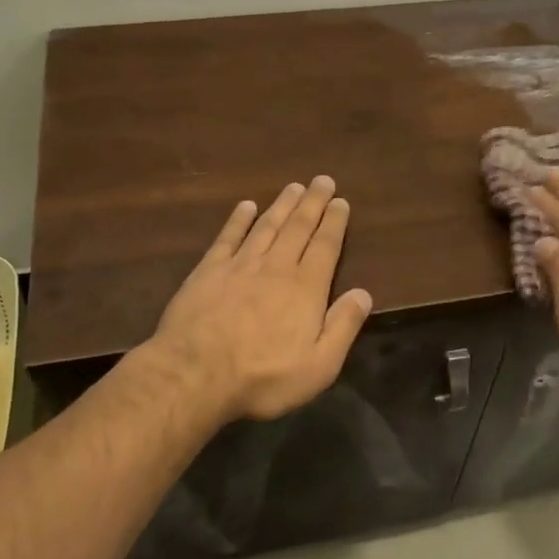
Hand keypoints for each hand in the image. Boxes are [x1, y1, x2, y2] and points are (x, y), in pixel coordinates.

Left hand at [151, 177, 373, 423]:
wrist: (195, 375)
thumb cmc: (263, 377)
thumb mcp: (318, 366)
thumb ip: (343, 327)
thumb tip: (364, 293)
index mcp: (305, 289)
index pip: (325, 246)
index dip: (334, 222)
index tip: (340, 201)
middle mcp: (276, 268)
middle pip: (298, 228)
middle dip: (312, 203)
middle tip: (322, 180)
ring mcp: (239, 266)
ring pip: (266, 226)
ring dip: (281, 205)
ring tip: (293, 187)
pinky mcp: (208, 271)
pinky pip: (228, 238)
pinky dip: (238, 220)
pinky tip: (245, 206)